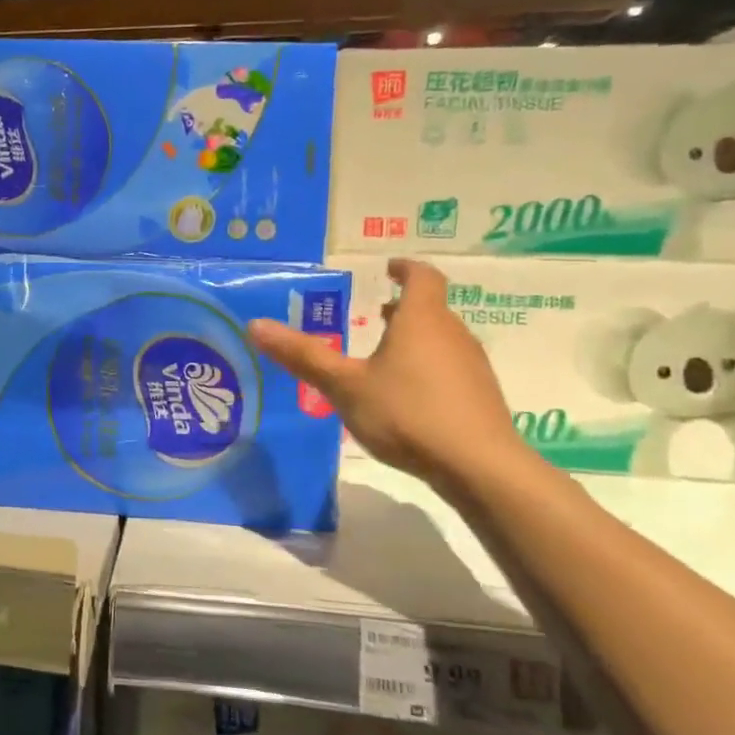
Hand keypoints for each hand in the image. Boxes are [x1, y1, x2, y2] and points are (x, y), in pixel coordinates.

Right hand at [249, 258, 531, 487]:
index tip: (389, 267)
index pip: (422, 277)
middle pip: (431, 309)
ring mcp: (471, 367)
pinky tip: (406, 396)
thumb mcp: (344, 385)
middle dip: (403, 308)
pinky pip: (450, 368)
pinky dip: (427, 367)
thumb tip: (255, 324)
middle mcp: (452, 334)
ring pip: (441, 340)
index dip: (405, 268)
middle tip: (374, 314)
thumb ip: (302, 355)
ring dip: (414, 339)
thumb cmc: (406, 413)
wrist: (478, 467)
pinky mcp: (479, 397)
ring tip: (383, 355)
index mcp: (421, 320)